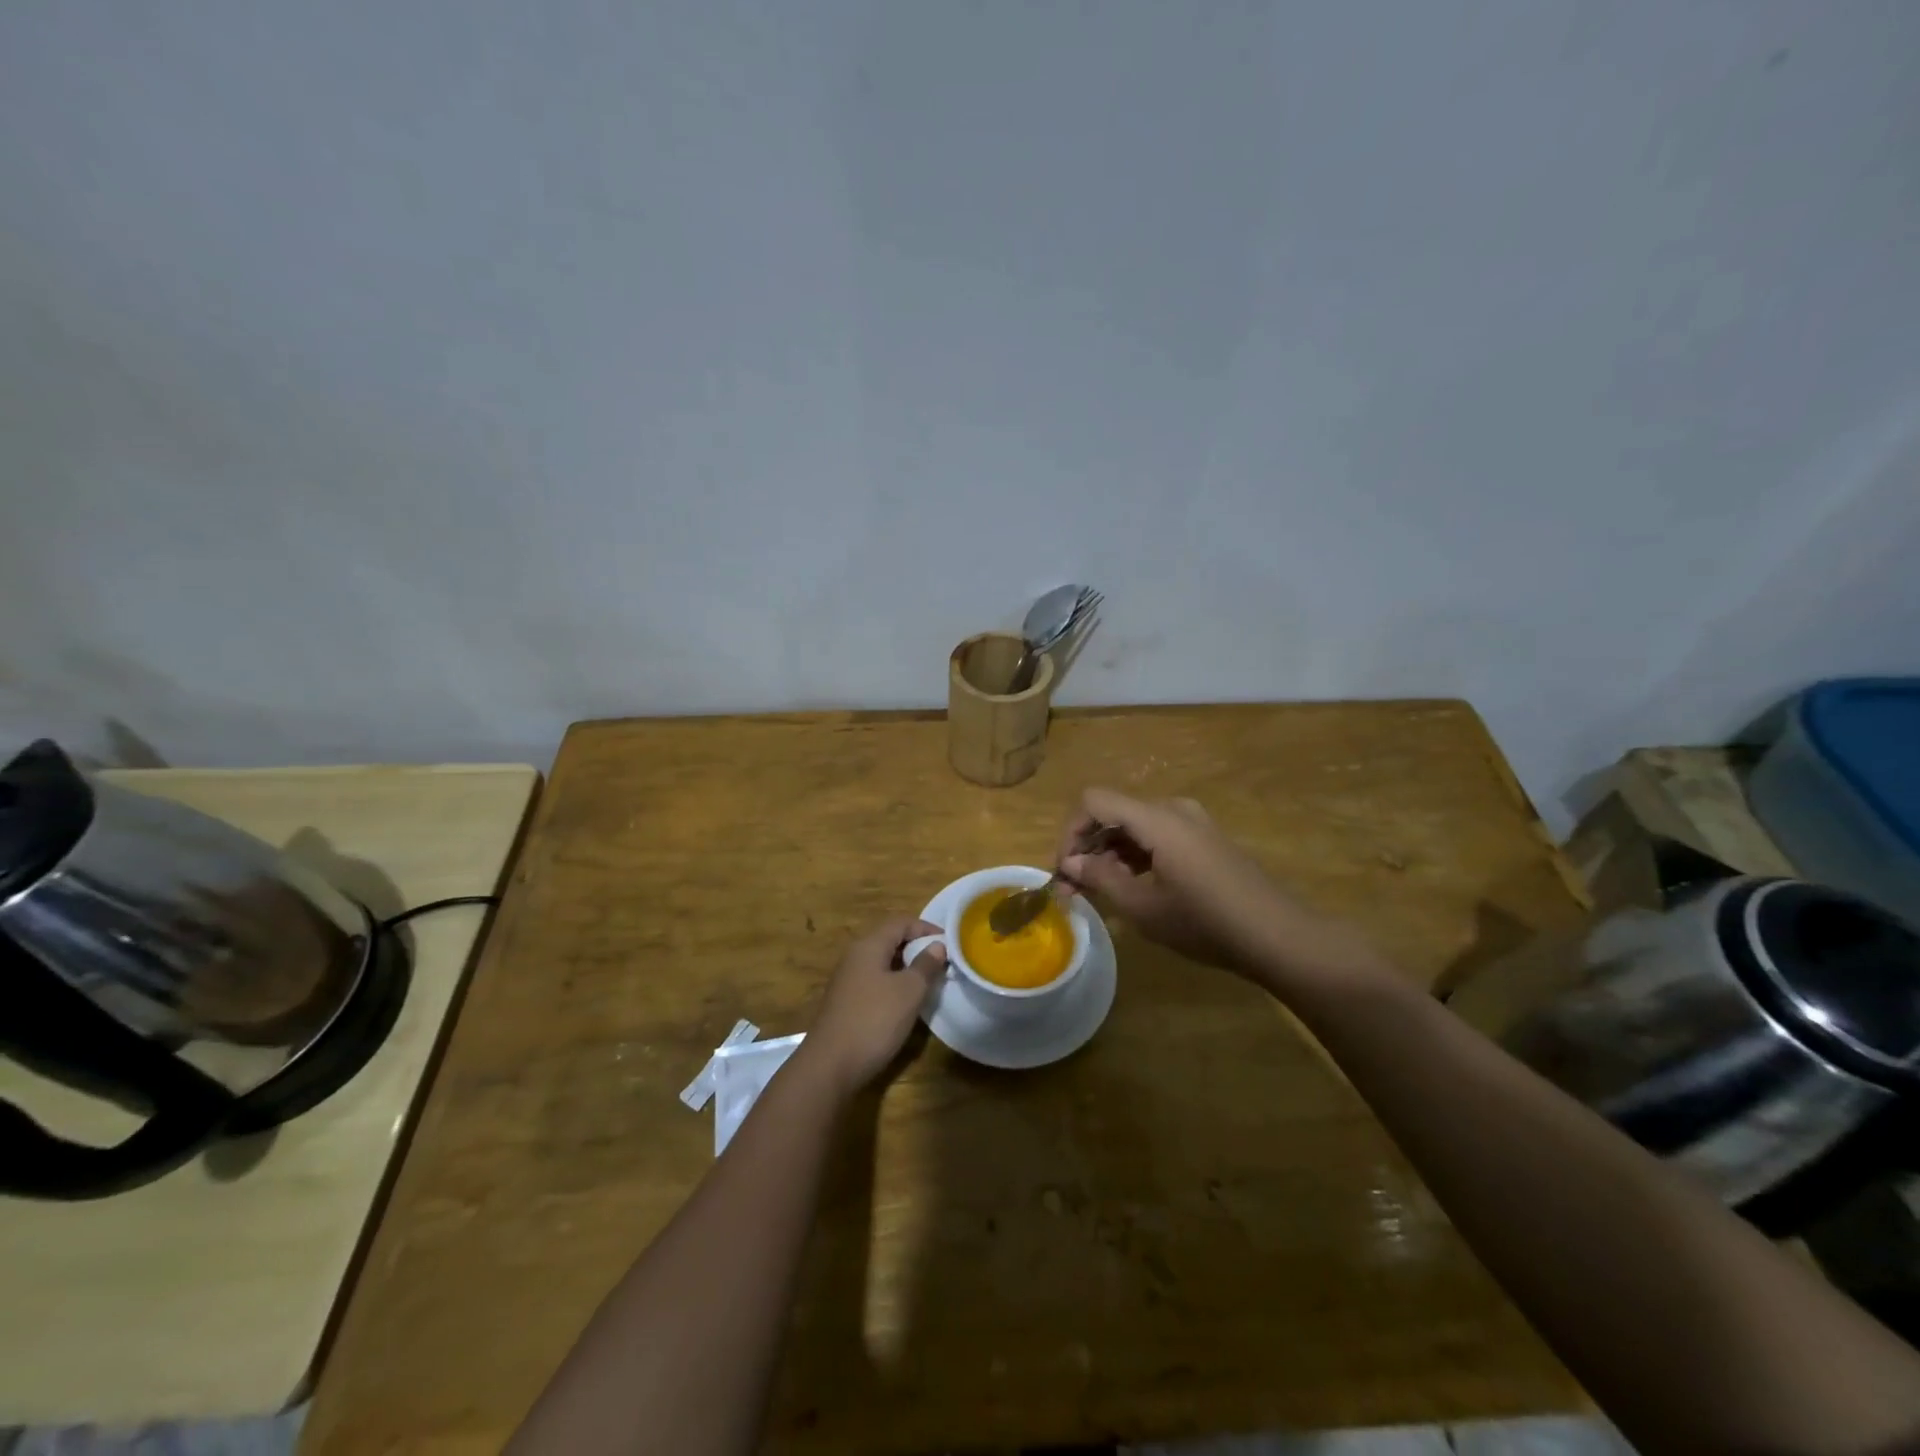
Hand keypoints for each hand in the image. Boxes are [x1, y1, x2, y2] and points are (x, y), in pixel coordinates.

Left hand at [802, 917, 945, 1092]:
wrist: (830, 1066)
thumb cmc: (874, 1021)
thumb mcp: (908, 992)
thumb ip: (925, 965)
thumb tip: (937, 946)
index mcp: (868, 946)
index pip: (901, 922)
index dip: (926, 928)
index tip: (950, 942)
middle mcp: (855, 956)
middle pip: (890, 939)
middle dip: (917, 947)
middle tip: (942, 962)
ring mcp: (847, 980)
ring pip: (882, 962)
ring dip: (906, 967)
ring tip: (929, 982)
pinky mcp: (846, 1002)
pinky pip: (875, 981)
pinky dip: (894, 984)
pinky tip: (905, 1002)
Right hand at [1056, 788, 1383, 988]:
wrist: (1279, 936)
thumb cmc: (1205, 923)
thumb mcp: (1143, 907)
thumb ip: (1101, 878)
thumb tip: (1070, 862)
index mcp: (1156, 819)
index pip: (1094, 801)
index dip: (1070, 832)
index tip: (1064, 871)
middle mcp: (1173, 809)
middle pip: (1113, 813)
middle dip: (1087, 847)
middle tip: (1074, 889)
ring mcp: (1193, 823)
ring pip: (1135, 826)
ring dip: (1110, 853)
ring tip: (1099, 893)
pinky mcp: (1205, 840)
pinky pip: (1157, 836)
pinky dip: (1135, 855)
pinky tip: (1133, 888)